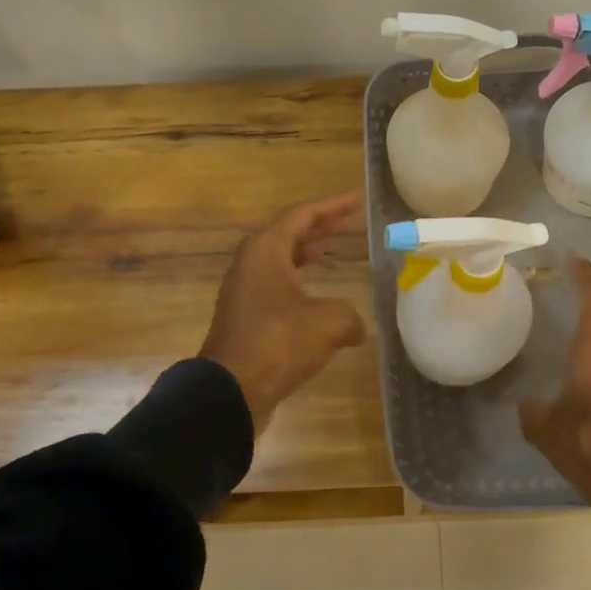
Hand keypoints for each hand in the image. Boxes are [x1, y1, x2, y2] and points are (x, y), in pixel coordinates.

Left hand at [200, 191, 367, 433]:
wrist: (231, 390)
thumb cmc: (279, 343)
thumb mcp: (329, 323)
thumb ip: (350, 315)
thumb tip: (355, 327)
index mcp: (265, 250)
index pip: (303, 215)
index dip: (333, 206)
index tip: (359, 199)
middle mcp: (251, 263)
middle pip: (291, 234)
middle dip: (324, 227)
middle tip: (354, 223)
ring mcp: (245, 290)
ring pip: (282, 260)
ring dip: (309, 253)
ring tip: (333, 251)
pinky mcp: (246, 316)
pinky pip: (277, 285)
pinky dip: (300, 280)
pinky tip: (318, 296)